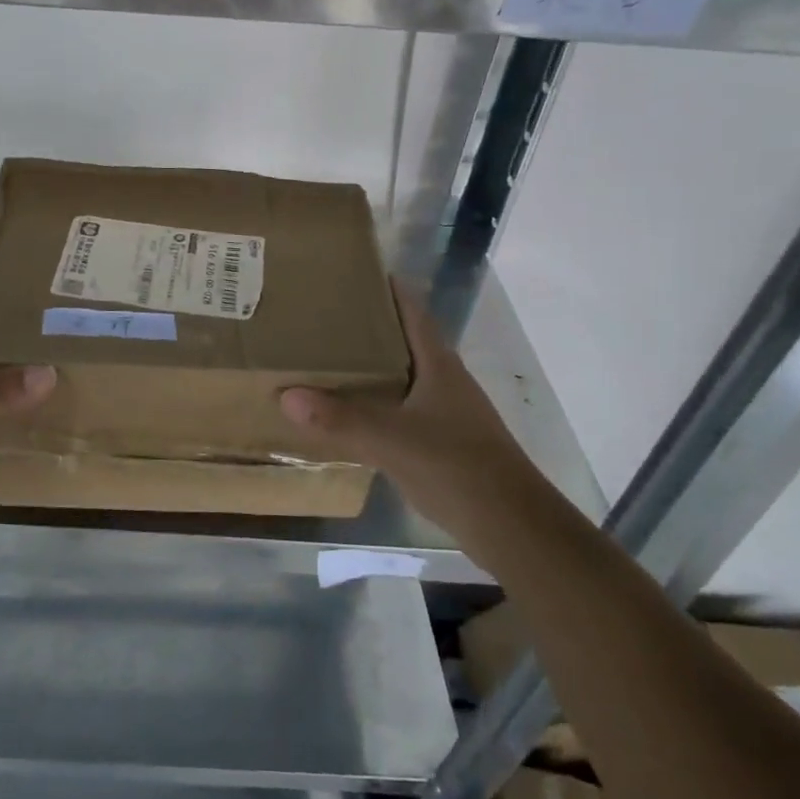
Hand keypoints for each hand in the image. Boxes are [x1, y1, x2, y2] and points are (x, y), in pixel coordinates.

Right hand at [279, 283, 538, 530]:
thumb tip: (287, 396)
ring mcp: (448, 414)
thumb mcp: (392, 440)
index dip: (389, 289)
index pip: (413, 312)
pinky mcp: (445, 443)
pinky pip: (403, 411)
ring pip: (404, 378)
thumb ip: (340, 419)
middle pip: (406, 342)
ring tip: (330, 360)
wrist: (512, 525)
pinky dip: (378, 405)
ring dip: (373, 368)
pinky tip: (352, 414)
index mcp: (439, 365)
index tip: (356, 273)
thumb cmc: (457, 466)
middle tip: (325, 318)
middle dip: (370, 328)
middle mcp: (445, 381)